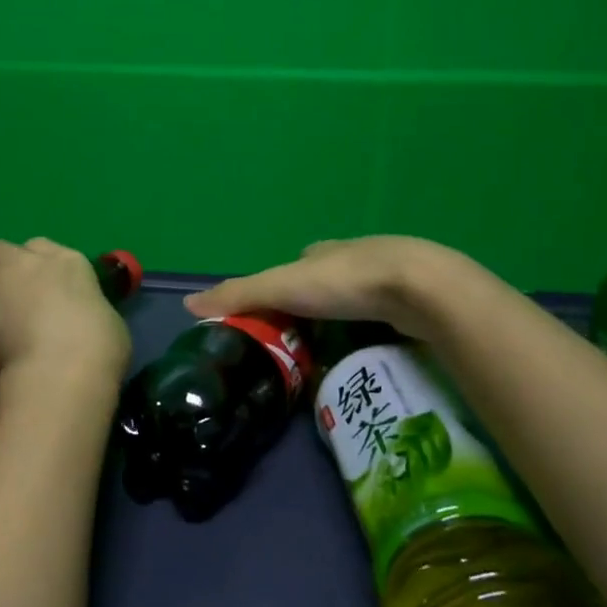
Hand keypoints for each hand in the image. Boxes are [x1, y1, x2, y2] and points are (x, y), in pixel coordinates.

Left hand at [0, 237, 131, 399]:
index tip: (39, 289)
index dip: (38, 267)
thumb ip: (84, 307)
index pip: (45, 248)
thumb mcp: (105, 319)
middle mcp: (30, 258)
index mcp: (70, 260)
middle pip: (4, 249)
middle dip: (2, 266)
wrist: (65, 368)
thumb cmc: (100, 348)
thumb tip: (76, 316)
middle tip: (6, 297)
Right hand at [184, 236, 461, 337]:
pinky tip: (370, 350)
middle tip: (301, 344)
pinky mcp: (414, 301)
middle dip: (313, 306)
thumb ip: (239, 295)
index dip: (279, 289)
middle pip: (325, 282)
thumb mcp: (281, 288)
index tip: (271, 318)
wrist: (419, 287)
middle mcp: (353, 257)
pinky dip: (372, 330)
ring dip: (343, 320)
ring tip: (333, 354)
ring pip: (356, 300)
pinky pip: (383, 316)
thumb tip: (188, 304)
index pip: (294, 267)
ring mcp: (388, 278)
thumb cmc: (344, 282)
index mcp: (321, 252)